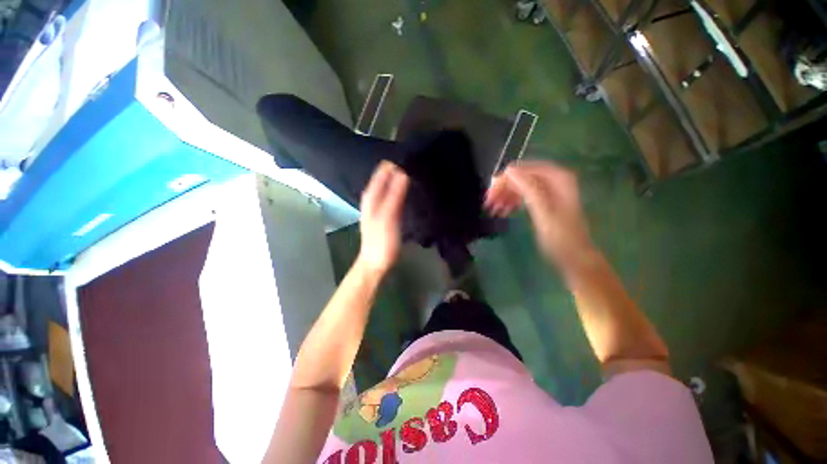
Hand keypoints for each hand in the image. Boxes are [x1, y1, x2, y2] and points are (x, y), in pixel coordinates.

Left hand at [357, 161, 409, 274]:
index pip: (384, 169)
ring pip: (392, 185)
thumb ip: (394, 195)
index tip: (415, 159)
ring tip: (420, 175)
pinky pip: (395, 195)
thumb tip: (403, 172)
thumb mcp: (388, 218)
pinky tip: (413, 191)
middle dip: (402, 169)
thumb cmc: (381, 241)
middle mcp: (374, 196)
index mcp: (372, 195)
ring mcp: (380, 204)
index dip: (398, 162)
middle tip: (421, 167)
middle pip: (388, 175)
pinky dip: (403, 190)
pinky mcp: (388, 212)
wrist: (376, 262)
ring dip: (403, 179)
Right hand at [485, 160, 593, 269]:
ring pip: (520, 187)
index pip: (524, 169)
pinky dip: (512, 202)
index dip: (505, 179)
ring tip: (492, 210)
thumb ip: (529, 189)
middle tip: (488, 202)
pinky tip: (503, 211)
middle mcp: (553, 180)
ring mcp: (549, 191)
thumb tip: (509, 170)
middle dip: (503, 188)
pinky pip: (523, 196)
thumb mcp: (543, 212)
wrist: (575, 258)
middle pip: (521, 177)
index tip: (490, 193)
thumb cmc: (560, 237)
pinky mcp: (544, 202)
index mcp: (557, 178)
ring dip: (505, 196)